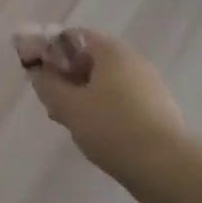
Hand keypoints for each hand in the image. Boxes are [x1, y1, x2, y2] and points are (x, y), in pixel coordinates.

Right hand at [23, 28, 185, 176]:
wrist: (165, 166)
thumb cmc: (111, 128)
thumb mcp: (68, 105)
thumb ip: (47, 84)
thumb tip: (39, 72)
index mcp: (111, 51)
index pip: (73, 36)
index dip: (49, 50)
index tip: (36, 72)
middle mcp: (132, 60)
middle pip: (89, 58)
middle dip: (65, 75)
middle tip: (50, 99)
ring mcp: (147, 84)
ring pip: (104, 81)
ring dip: (82, 93)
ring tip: (68, 119)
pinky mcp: (156, 108)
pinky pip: (120, 98)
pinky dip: (102, 107)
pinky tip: (93, 130)